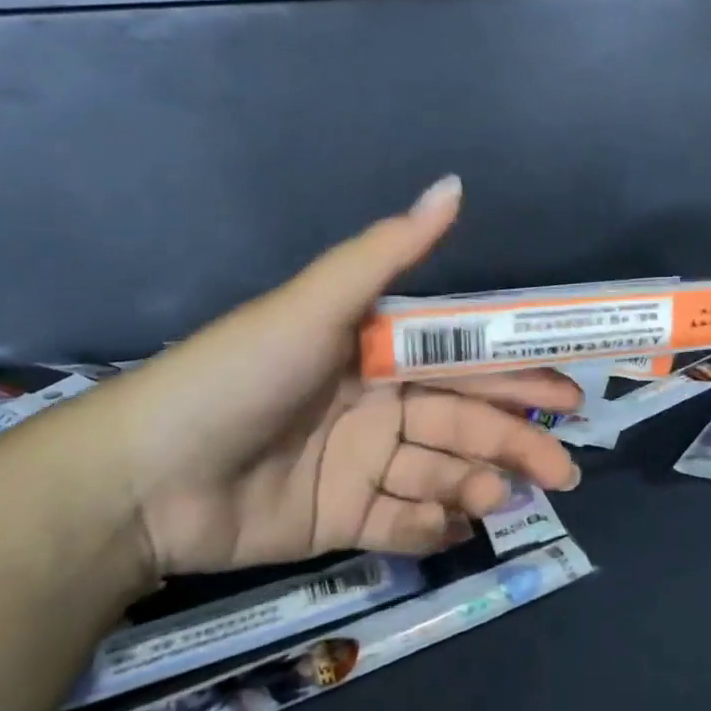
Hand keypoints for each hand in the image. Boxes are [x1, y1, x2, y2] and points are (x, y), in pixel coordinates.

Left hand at [107, 177, 580, 572]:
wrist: (144, 479)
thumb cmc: (241, 376)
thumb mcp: (316, 306)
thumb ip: (388, 252)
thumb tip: (455, 184)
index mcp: (378, 354)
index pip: (466, 363)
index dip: (518, 377)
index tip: (567, 396)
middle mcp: (378, 405)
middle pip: (463, 422)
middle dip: (516, 442)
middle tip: (564, 469)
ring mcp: (361, 465)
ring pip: (441, 473)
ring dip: (479, 483)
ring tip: (500, 498)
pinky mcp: (341, 518)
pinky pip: (402, 522)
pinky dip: (431, 526)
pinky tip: (454, 526)